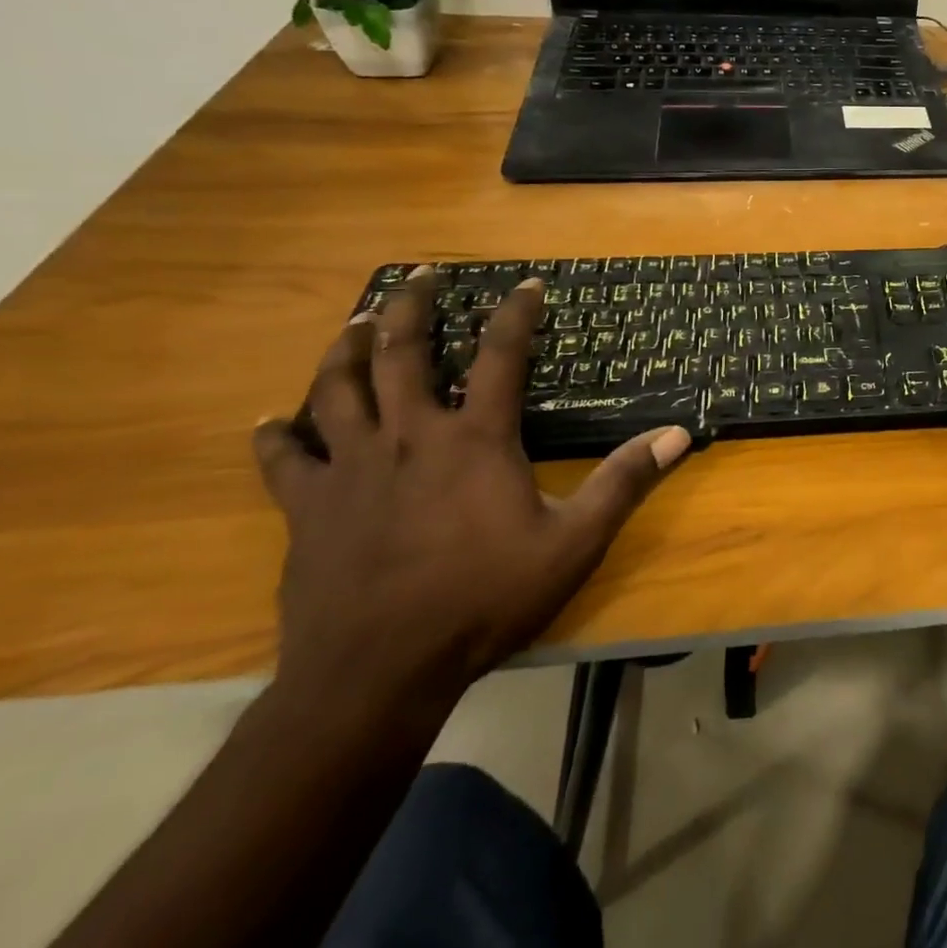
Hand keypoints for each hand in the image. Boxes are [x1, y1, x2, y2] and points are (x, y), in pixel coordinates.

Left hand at [253, 267, 689, 713]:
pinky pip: (282, 461)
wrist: (378, 674)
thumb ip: (624, 482)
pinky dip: (275, 437)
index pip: (500, 355)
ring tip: (357, 322)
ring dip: (345, 349)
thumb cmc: (483, 599)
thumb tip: (678, 434)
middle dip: (410, 306)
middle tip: (419, 274)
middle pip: (400, 353)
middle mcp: (409, 436)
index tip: (526, 284)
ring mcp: (350, 469)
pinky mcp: (307, 508)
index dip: (516, 314)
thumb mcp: (574, 542)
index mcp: (474, 439)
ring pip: (336, 389)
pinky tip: (268, 424)